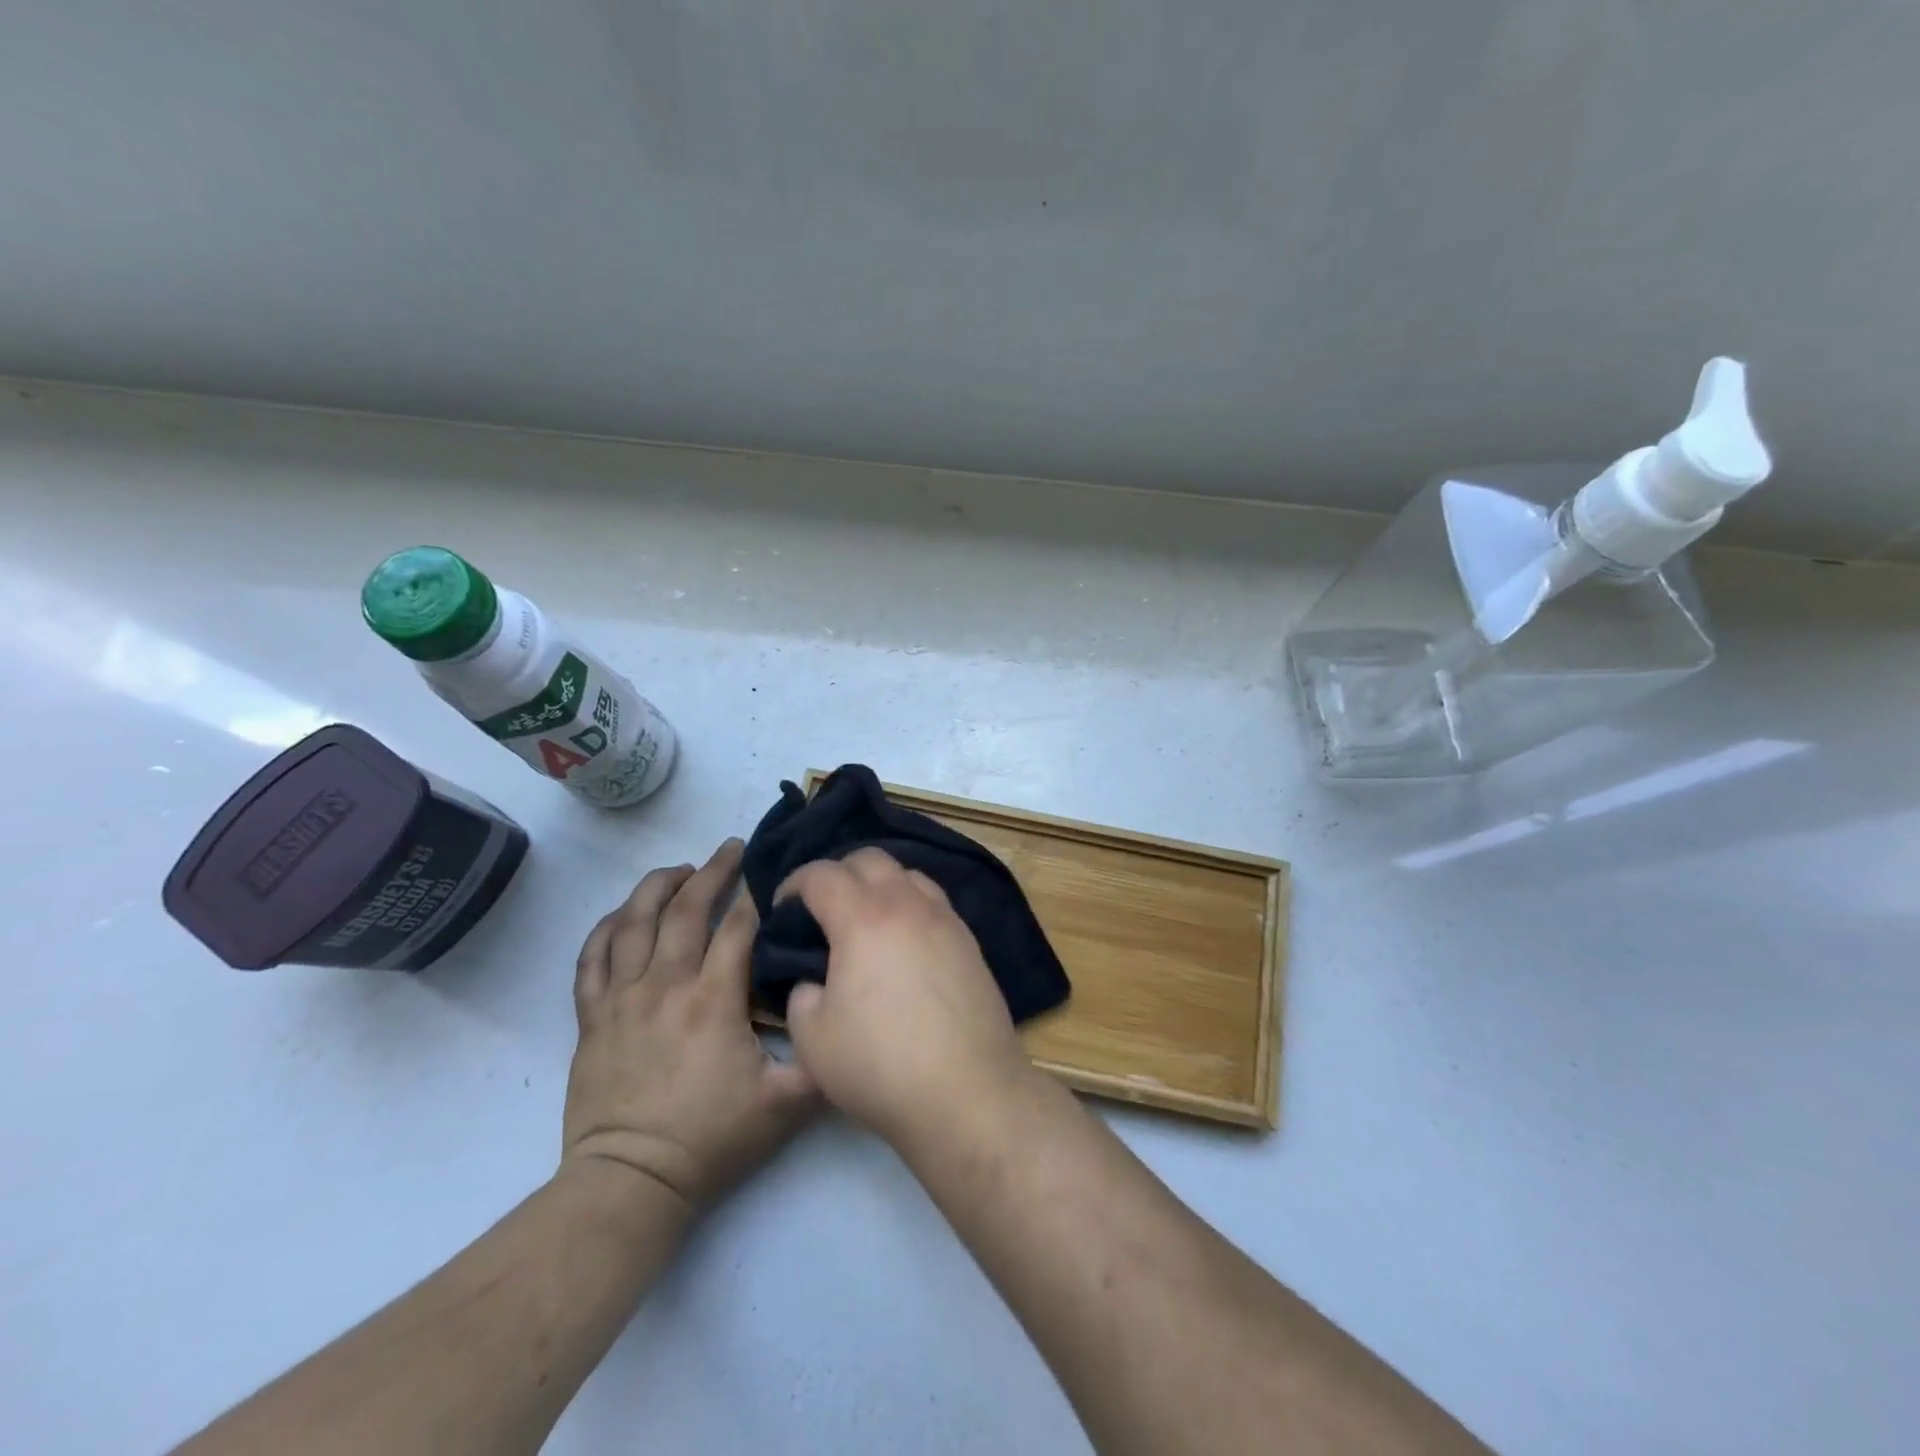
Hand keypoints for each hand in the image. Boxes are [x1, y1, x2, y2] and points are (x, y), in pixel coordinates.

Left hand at [562, 839, 816, 1211]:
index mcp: (712, 1000)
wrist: (631, 1182)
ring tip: (679, 869)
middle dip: (711, 872)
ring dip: (657, 886)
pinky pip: (592, 958)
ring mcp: (622, 998)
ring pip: (633, 922)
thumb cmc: (710, 1140)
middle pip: (685, 909)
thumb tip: (844, 1015)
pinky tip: (623, 914)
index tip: (770, 875)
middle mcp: (665, 985)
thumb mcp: (785, 1105)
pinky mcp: (592, 1017)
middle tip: (730, 848)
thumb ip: (822, 1058)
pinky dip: (607, 928)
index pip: (737, 927)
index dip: (756, 895)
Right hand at [778, 848, 1034, 1147]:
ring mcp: (946, 919)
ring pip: (908, 874)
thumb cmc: (881, 1066)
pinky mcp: (970, 941)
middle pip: (870, 859)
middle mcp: (908, 905)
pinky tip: (904, 940)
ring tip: (866, 919)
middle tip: (823, 907)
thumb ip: (802, 996)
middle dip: (838, 872)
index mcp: (863, 919)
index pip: (822, 875)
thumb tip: (815, 982)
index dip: (794, 883)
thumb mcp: (813, 1040)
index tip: (783, 907)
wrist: (968, 1093)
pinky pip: (934, 901)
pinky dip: (910, 904)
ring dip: (880, 884)